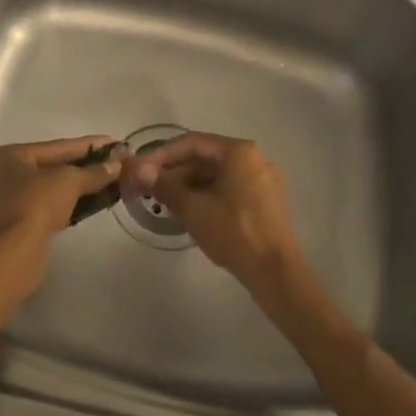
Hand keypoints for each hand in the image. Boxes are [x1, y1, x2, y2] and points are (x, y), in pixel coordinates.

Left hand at [0, 136, 122, 289]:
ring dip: (83, 186)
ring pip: (54, 188)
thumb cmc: (36, 205)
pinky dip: (73, 203)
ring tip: (113, 182)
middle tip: (116, 163)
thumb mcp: (69, 181)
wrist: (14, 255)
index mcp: (11, 156)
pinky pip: (51, 206)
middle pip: (55, 166)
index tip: (115, 142)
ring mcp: (11, 201)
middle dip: (87, 167)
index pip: (58, 146)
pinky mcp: (20, 225)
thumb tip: (117, 165)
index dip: (89, 145)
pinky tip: (97, 202)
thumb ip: (94, 172)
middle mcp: (6, 175)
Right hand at [130, 134, 304, 294]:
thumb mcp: (193, 209)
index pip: (192, 143)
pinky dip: (208, 195)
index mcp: (238, 151)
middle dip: (176, 172)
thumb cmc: (233, 232)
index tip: (141, 169)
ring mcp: (263, 180)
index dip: (162, 154)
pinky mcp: (266, 200)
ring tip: (166, 202)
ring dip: (190, 185)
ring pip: (218, 175)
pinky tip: (191, 211)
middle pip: (206, 158)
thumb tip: (140, 170)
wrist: (276, 273)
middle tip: (150, 187)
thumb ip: (165, 186)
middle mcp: (254, 158)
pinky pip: (231, 188)